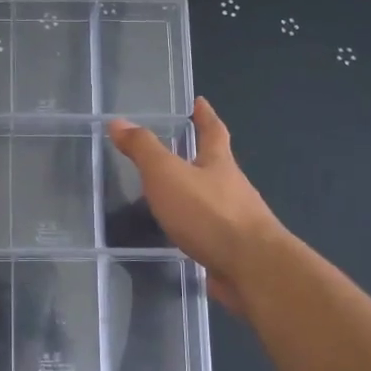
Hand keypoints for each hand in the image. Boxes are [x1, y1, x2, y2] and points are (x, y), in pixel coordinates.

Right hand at [108, 98, 282, 310]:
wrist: (252, 269)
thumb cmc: (208, 212)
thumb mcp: (167, 174)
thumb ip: (143, 149)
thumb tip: (118, 122)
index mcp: (219, 163)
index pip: (213, 131)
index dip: (205, 115)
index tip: (200, 102)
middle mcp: (232, 188)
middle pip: (217, 166)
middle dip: (201, 156)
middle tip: (179, 150)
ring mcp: (236, 222)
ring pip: (214, 201)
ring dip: (196, 197)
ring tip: (171, 198)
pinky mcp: (233, 252)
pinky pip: (210, 235)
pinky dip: (195, 232)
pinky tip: (181, 240)